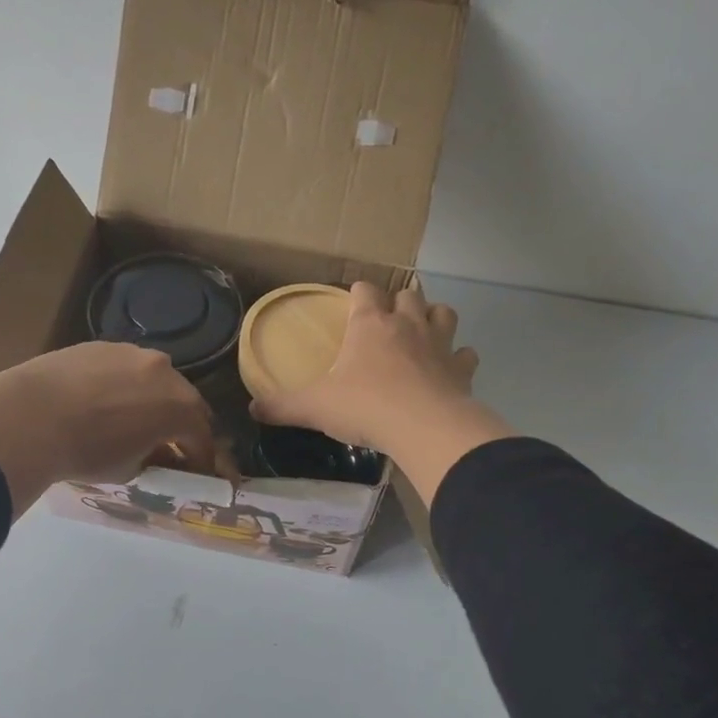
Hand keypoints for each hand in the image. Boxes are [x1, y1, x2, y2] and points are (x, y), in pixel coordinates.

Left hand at [0, 343, 214, 515]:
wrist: (31, 416)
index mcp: (180, 408)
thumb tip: (159, 454)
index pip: (202, 438)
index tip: (194, 473)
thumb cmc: (87, 452)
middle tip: (168, 444)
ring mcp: (133, 353)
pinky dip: (123, 384)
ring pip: (154, 379)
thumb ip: (154, 459)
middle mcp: (165, 372)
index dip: (200, 459)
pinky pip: (124, 367)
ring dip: (152, 399)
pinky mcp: (102, 345)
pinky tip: (101, 400)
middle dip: (181, 424)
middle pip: (184, 401)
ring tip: (131, 418)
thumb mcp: (129, 470)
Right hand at [251, 283, 513, 505]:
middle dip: (399, 301)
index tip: (351, 301)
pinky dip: (459, 359)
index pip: (364, 290)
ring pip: (443, 313)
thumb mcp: (314, 407)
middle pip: (408, 294)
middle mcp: (407, 325)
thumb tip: (251, 408)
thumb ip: (282, 406)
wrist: (423, 428)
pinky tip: (450, 370)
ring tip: (423, 334)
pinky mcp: (461, 370)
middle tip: (388, 319)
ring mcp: (439, 345)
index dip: (357, 293)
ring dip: (434, 318)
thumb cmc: (365, 407)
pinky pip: (466, 354)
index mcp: (370, 324)